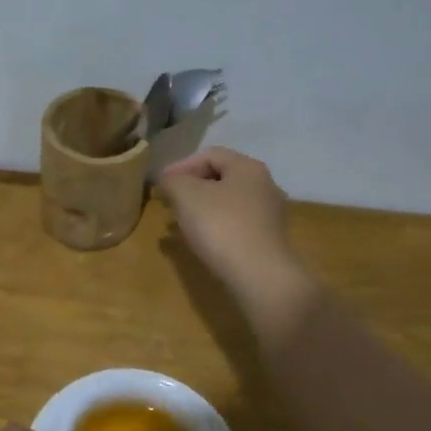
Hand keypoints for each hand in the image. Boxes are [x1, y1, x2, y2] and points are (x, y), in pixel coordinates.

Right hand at [156, 147, 301, 296]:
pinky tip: (200, 241)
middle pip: (221, 178)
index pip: (210, 154)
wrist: (259, 276)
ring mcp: (269, 214)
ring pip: (227, 202)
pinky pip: (235, 224)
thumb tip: (168, 180)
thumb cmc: (221, 226)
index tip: (161, 184)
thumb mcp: (186, 195)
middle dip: (190, 187)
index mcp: (248, 168)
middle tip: (169, 202)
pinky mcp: (268, 240)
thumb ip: (172, 181)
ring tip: (179, 223)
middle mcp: (264, 185)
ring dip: (201, 209)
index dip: (181, 165)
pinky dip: (214, 226)